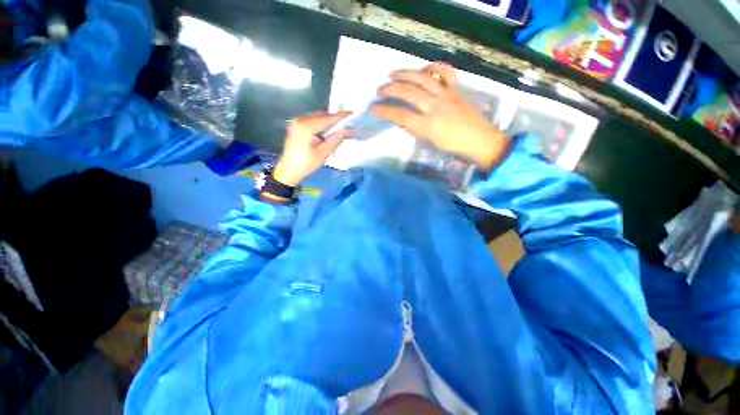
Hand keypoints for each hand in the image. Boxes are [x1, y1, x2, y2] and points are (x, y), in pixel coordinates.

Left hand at [272, 112, 350, 186]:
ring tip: (341, 125)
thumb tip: (347, 129)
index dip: (341, 117)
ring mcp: (297, 122)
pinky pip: (312, 120)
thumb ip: (336, 139)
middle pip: (322, 115)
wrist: (288, 171)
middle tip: (348, 121)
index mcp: (306, 126)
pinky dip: (322, 123)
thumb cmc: (306, 164)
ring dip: (329, 120)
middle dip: (335, 118)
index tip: (352, 114)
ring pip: (317, 117)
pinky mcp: (296, 126)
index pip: (327, 118)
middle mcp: (300, 119)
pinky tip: (329, 129)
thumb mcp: (323, 153)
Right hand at [372, 63, 508, 169]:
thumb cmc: (452, 147)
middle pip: (408, 92)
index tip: (373, 108)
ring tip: (393, 74)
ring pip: (423, 78)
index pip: (400, 115)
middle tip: (380, 90)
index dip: (384, 111)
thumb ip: (414, 129)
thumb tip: (402, 118)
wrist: (479, 141)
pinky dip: (433, 67)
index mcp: (427, 125)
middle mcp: (435, 106)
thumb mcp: (429, 142)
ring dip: (405, 73)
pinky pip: (445, 72)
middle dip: (391, 90)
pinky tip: (424, 69)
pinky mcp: (455, 90)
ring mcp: (446, 95)